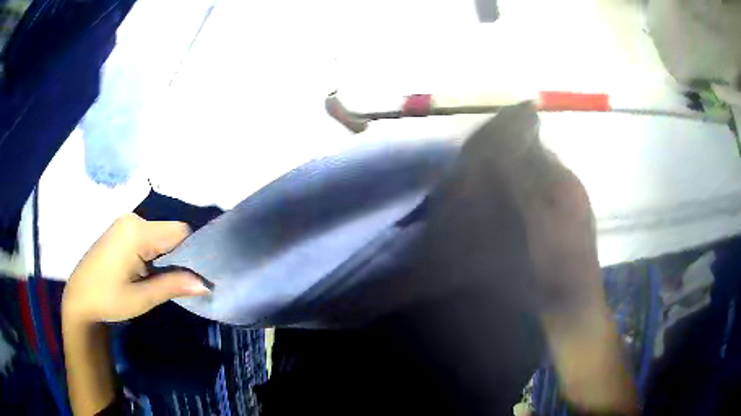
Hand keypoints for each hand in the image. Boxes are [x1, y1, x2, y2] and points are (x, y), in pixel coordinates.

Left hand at [62, 213, 209, 324]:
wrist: (79, 298)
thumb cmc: (107, 300)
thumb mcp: (142, 298)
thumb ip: (173, 285)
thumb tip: (206, 284)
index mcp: (137, 231)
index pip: (180, 232)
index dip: (194, 252)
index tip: (200, 276)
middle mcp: (133, 219)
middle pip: (171, 232)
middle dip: (181, 256)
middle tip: (183, 282)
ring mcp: (126, 223)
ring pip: (161, 234)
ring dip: (168, 256)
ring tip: (167, 279)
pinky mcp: (121, 230)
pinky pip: (149, 236)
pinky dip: (156, 252)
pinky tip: (151, 271)